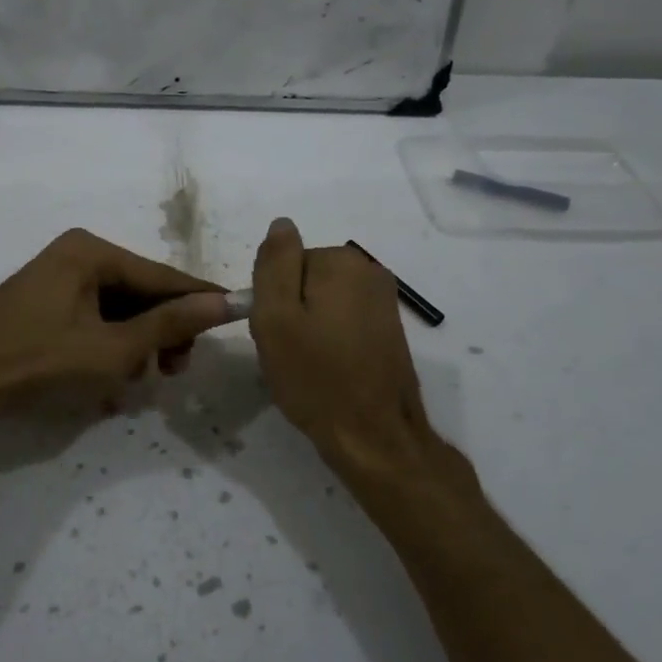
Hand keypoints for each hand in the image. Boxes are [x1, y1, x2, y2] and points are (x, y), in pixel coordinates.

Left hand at [0, 228, 230, 419]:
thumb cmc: (39, 362)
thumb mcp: (113, 349)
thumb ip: (169, 325)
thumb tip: (221, 302)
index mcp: (92, 251)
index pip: (162, 276)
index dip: (199, 299)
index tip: (236, 312)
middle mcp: (75, 254)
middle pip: (140, 292)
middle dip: (160, 332)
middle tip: (174, 372)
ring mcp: (55, 277)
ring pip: (117, 309)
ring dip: (134, 344)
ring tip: (134, 382)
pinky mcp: (42, 302)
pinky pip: (91, 318)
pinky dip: (107, 345)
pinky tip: (108, 380)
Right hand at [249, 218, 473, 501]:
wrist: (374, 438)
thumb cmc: (316, 377)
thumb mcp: (276, 317)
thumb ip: (274, 263)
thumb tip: (281, 223)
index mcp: (342, 262)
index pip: (285, 263)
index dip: (271, 298)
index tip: (275, 332)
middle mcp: (370, 272)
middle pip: (305, 279)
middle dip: (290, 311)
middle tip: (288, 352)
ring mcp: (384, 302)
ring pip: (322, 302)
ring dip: (308, 328)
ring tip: (308, 365)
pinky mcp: (390, 330)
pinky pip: (342, 322)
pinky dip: (330, 341)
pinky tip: (329, 371)